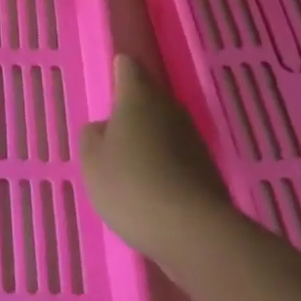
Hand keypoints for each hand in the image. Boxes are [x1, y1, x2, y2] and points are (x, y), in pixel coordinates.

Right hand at [80, 54, 229, 265]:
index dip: (118, 72)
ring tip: (131, 167)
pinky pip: (179, 157)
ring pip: (165, 128)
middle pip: (149, 97)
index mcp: (138, 96)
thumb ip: (92, 136)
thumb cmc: (131, 185)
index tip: (109, 84)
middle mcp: (169, 108)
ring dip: (150, 140)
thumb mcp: (92, 161)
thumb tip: (105, 128)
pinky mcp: (208, 169)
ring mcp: (193, 138)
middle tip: (113, 134)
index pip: (127, 67)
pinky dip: (166, 166)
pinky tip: (153, 191)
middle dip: (133, 111)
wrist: (194, 232)